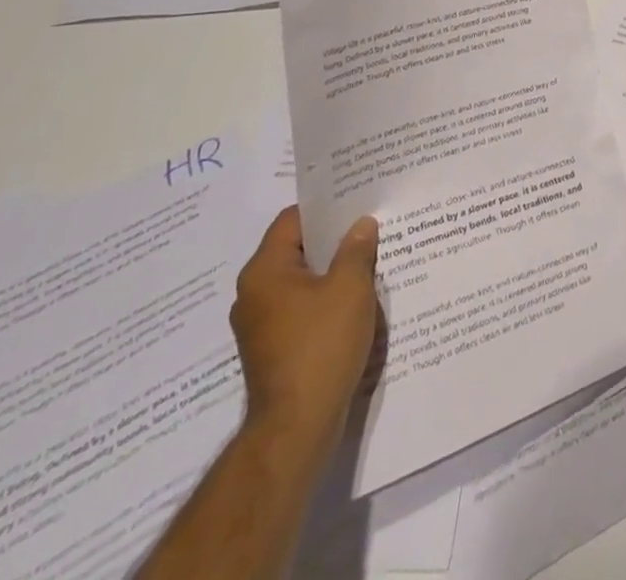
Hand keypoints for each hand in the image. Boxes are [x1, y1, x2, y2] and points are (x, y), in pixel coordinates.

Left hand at [231, 206, 384, 454]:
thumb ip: (357, 249)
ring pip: (303, 281)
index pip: (292, 220)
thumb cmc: (321, 345)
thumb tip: (361, 226)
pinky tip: (358, 301)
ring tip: (371, 260)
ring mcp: (261, 326)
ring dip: (333, 272)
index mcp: (264, 272)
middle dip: (334, 240)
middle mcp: (254, 294)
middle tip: (371, 226)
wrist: (298, 426)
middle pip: (298, 250)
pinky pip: (303, 309)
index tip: (357, 200)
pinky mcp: (274, 350)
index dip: (325, 207)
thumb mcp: (350, 287)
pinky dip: (327, 300)